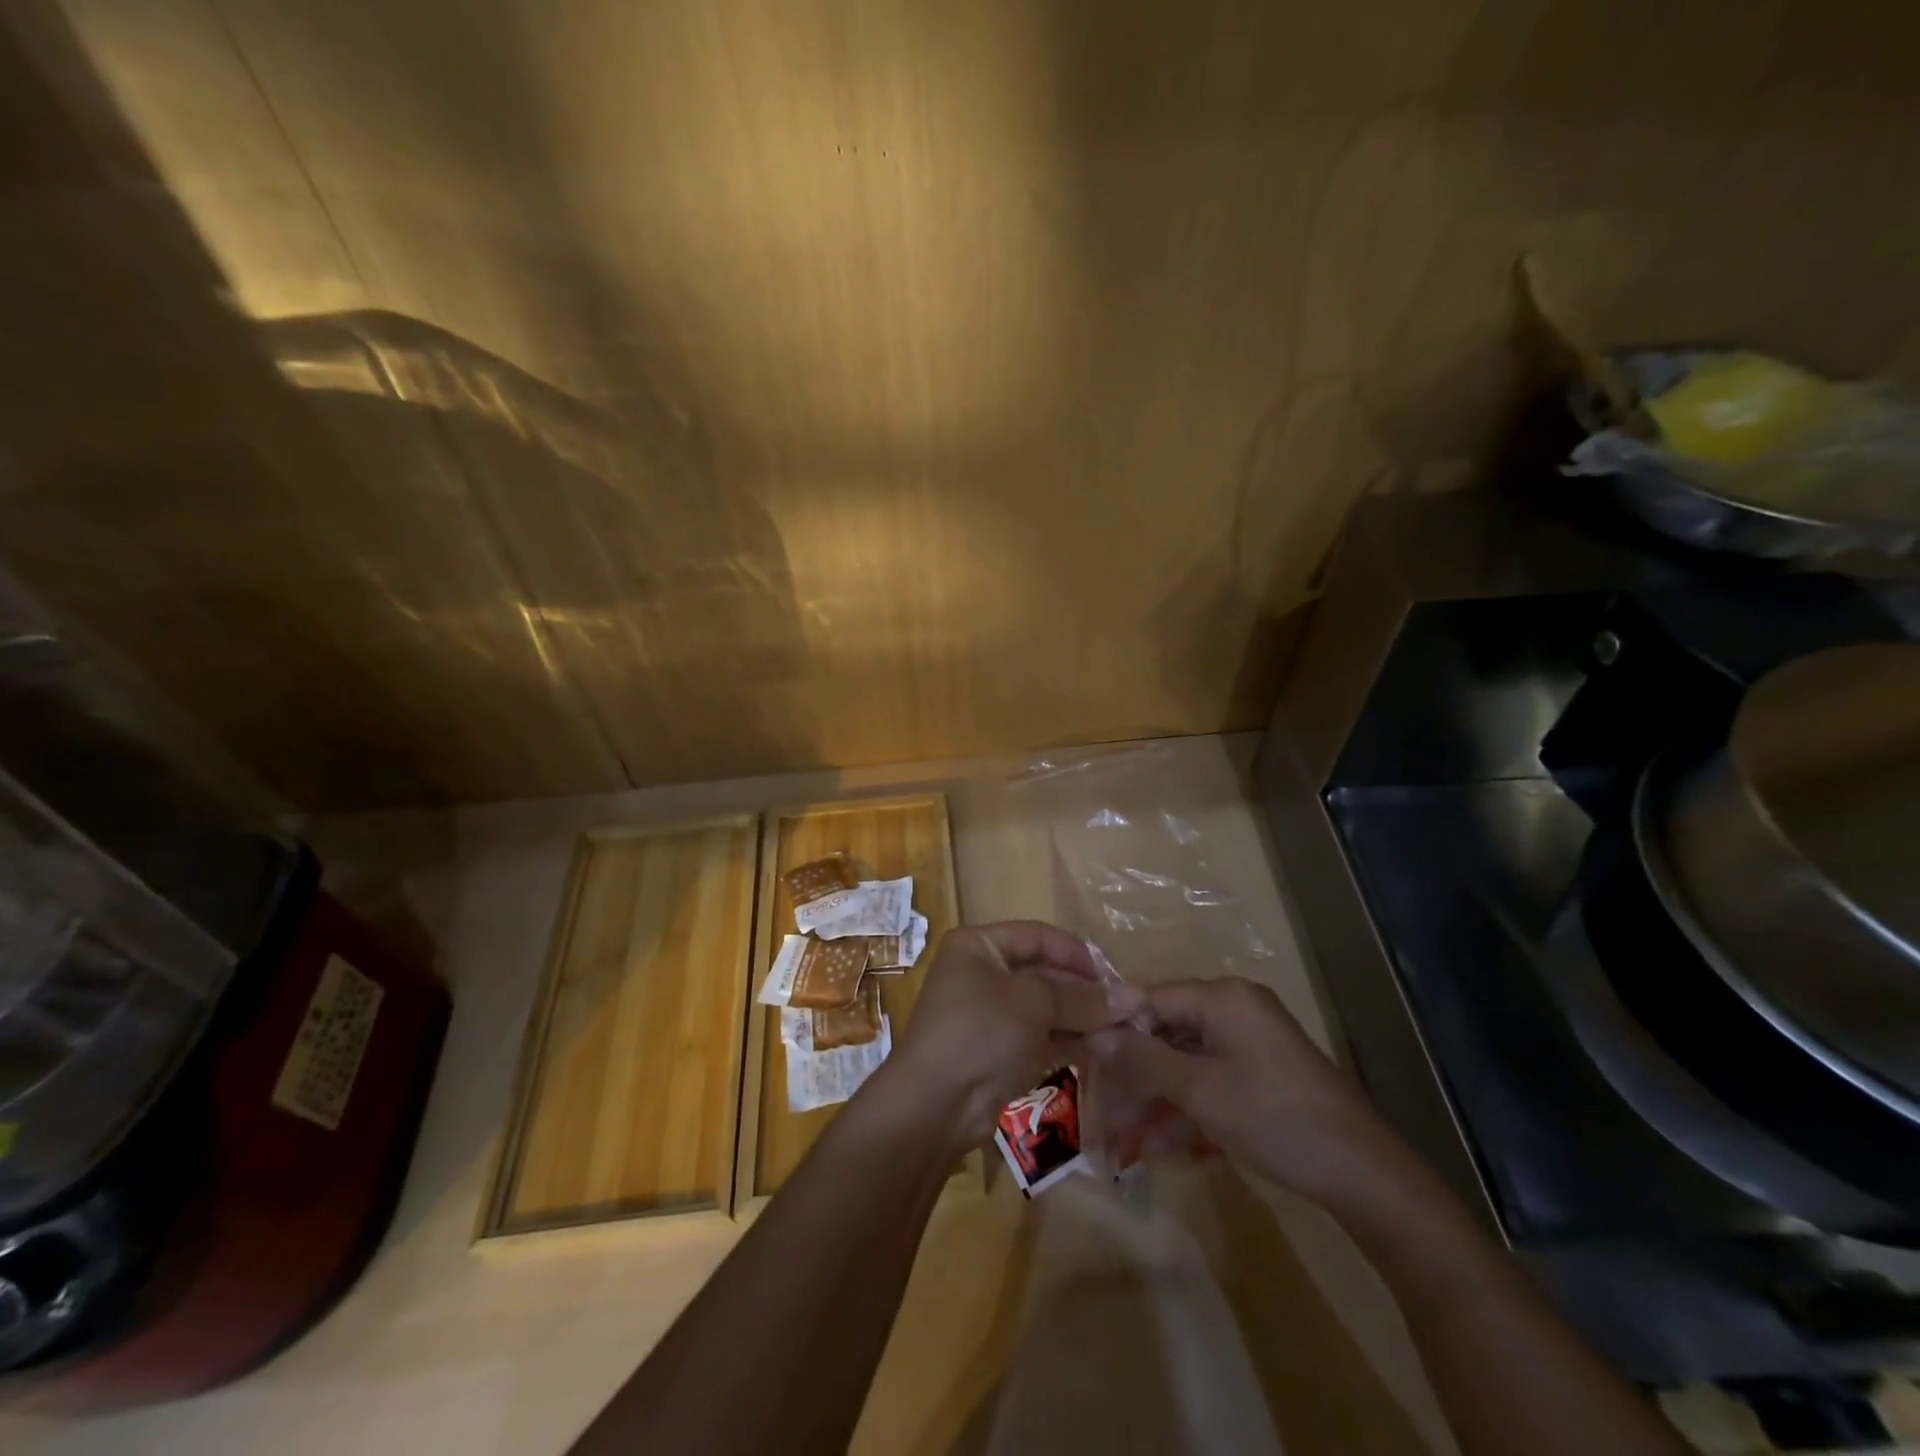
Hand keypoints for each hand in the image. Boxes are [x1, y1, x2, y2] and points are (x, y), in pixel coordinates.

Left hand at [889, 921, 1144, 1149]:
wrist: (936, 1104)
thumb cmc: (980, 1031)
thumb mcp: (1034, 1004)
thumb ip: (1082, 998)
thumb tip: (1134, 997)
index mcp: (979, 946)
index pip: (1038, 936)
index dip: (1078, 953)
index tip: (1116, 975)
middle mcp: (983, 973)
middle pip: (1044, 972)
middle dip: (1085, 990)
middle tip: (1129, 1008)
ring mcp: (991, 1014)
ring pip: (1046, 1007)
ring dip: (1083, 1017)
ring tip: (1126, 1030)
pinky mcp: (1000, 1050)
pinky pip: (1042, 1035)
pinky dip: (1070, 1040)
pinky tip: (1105, 1049)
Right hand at [1086, 977, 1408, 1211]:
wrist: (1362, 1174)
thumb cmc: (1272, 1118)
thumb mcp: (1199, 1090)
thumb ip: (1143, 1058)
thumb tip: (1093, 1034)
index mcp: (1221, 997)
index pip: (1150, 998)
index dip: (1114, 1028)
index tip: (1081, 1060)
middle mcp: (1233, 1009)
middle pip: (1165, 1033)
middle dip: (1133, 1076)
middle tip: (1102, 1112)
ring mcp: (1248, 1042)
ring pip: (1184, 1062)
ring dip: (1155, 1100)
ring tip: (1122, 1143)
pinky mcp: (1259, 1073)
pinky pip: (1209, 1080)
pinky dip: (1185, 1109)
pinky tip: (1157, 1147)